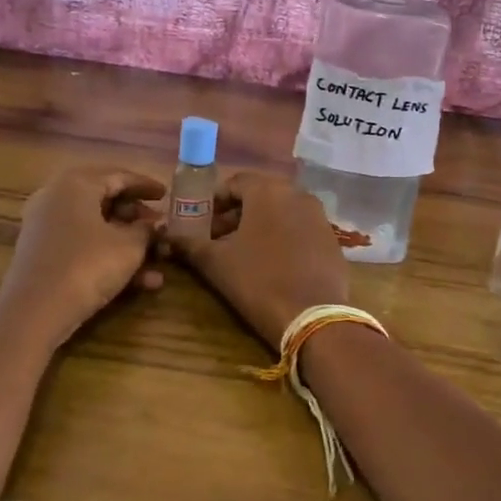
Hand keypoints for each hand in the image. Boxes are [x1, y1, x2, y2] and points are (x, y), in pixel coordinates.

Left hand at [0, 166, 165, 344]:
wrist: (34, 312)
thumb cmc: (87, 266)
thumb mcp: (128, 247)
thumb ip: (147, 230)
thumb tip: (159, 223)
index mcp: (76, 183)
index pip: (119, 176)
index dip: (146, 185)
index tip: (167, 195)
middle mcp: (57, 197)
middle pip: (106, 200)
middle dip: (138, 218)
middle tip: (161, 229)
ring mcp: (46, 226)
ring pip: (96, 227)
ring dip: (129, 243)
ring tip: (159, 260)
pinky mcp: (43, 254)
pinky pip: (83, 246)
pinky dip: (109, 257)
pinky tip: (141, 282)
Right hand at [167, 171, 349, 349]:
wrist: (313, 317)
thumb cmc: (258, 281)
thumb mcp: (216, 263)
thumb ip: (190, 244)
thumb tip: (168, 237)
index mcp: (268, 191)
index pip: (234, 183)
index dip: (214, 201)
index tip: (201, 223)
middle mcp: (297, 193)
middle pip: (259, 195)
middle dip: (236, 214)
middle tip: (218, 239)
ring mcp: (318, 215)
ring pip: (281, 211)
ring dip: (259, 225)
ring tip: (242, 252)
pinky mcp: (331, 238)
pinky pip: (300, 228)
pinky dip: (283, 236)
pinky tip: (272, 263)